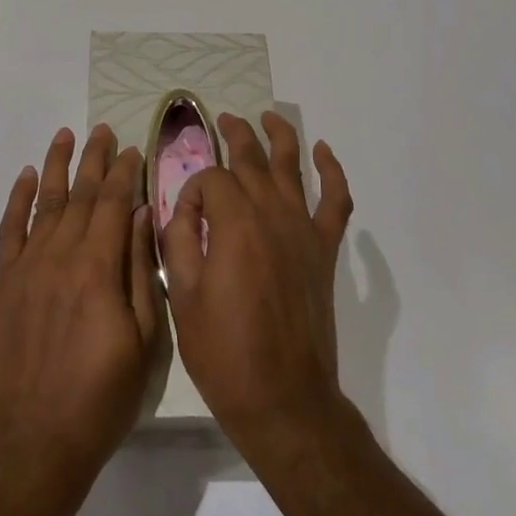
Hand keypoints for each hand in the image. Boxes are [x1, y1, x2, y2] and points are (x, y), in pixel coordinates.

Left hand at [0, 125, 164, 484]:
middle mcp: (61, 254)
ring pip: (46, 201)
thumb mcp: (143, 341)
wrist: (32, 440)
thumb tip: (141, 216)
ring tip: (66, 135)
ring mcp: (28, 265)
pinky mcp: (4, 281)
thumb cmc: (101, 397)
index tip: (134, 149)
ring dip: (57, 165)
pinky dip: (18, 198)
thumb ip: (140, 273)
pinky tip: (26, 175)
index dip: (126, 173)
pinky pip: (11, 228)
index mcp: (98, 267)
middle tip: (104, 130)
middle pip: (82, 194)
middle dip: (95, 159)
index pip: (114, 203)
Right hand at [162, 112, 354, 460]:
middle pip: (251, 158)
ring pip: (293, 166)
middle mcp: (272, 213)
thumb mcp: (182, 296)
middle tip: (221, 120)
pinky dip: (332, 172)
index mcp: (234, 222)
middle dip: (233, 135)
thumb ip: (179, 241)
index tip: (184, 217)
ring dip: (279, 136)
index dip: (192, 190)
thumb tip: (183, 207)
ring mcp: (303, 229)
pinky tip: (323, 152)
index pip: (211, 179)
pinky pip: (336, 201)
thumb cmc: (224, 352)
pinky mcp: (325, 250)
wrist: (284, 399)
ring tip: (266, 116)